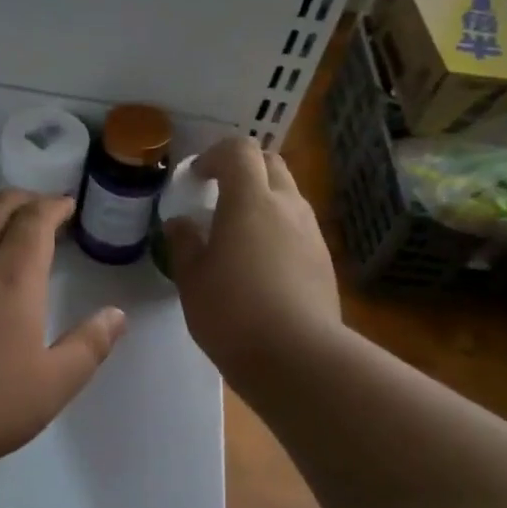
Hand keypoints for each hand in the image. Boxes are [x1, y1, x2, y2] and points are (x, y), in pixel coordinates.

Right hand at [163, 137, 339, 378]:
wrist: (297, 357)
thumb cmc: (232, 312)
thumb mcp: (191, 279)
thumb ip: (184, 243)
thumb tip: (182, 224)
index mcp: (250, 201)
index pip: (240, 150)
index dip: (215, 155)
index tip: (196, 178)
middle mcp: (287, 206)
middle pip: (271, 163)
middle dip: (243, 168)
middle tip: (218, 194)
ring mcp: (311, 233)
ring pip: (288, 195)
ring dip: (263, 199)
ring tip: (238, 232)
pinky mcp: (324, 260)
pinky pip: (298, 227)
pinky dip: (278, 228)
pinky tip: (261, 263)